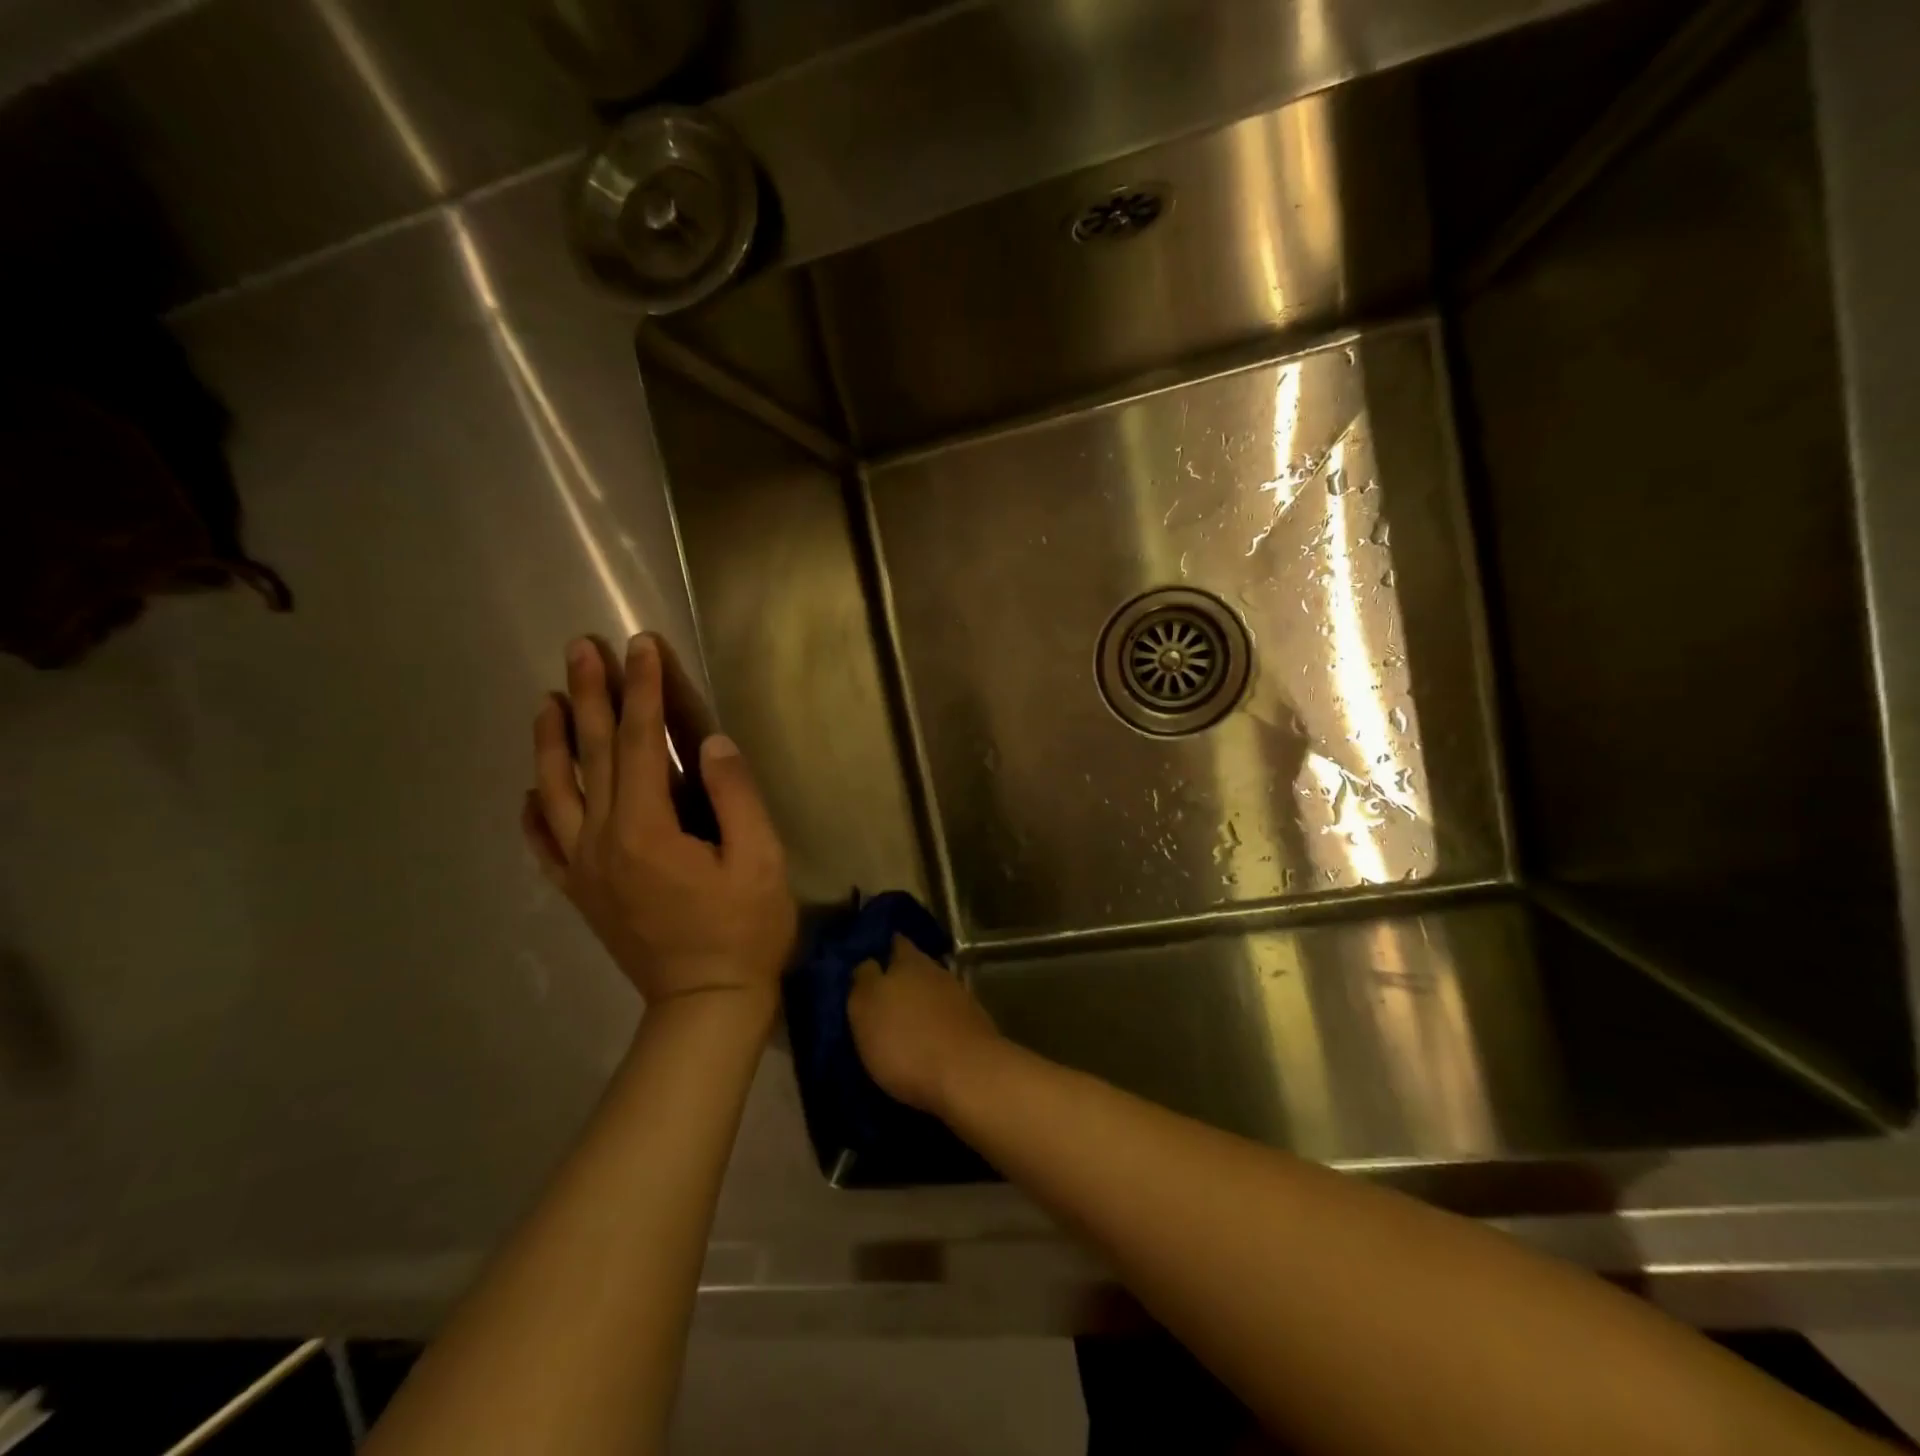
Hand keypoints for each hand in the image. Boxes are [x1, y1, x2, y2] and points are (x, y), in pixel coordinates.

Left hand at [522, 633, 795, 1006]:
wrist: (705, 1005)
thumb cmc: (743, 931)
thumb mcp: (759, 860)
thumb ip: (734, 796)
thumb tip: (710, 742)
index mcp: (646, 829)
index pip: (638, 742)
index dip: (642, 690)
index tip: (640, 646)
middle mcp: (601, 841)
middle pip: (590, 755)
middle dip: (588, 696)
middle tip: (580, 649)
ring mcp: (583, 869)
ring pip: (556, 791)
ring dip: (551, 741)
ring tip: (548, 699)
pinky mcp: (581, 893)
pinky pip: (544, 845)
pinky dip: (534, 812)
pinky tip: (530, 790)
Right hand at [847, 937, 1002, 1113]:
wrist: (969, 1076)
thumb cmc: (906, 1041)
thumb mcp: (865, 1008)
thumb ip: (864, 980)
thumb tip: (868, 963)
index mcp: (908, 961)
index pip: (895, 943)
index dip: (884, 949)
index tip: (872, 961)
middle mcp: (937, 971)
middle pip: (916, 967)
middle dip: (901, 978)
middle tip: (882, 997)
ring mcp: (960, 998)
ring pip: (933, 992)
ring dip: (920, 1003)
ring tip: (903, 1023)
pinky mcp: (975, 1026)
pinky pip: (948, 1017)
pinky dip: (937, 1025)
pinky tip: (927, 1041)